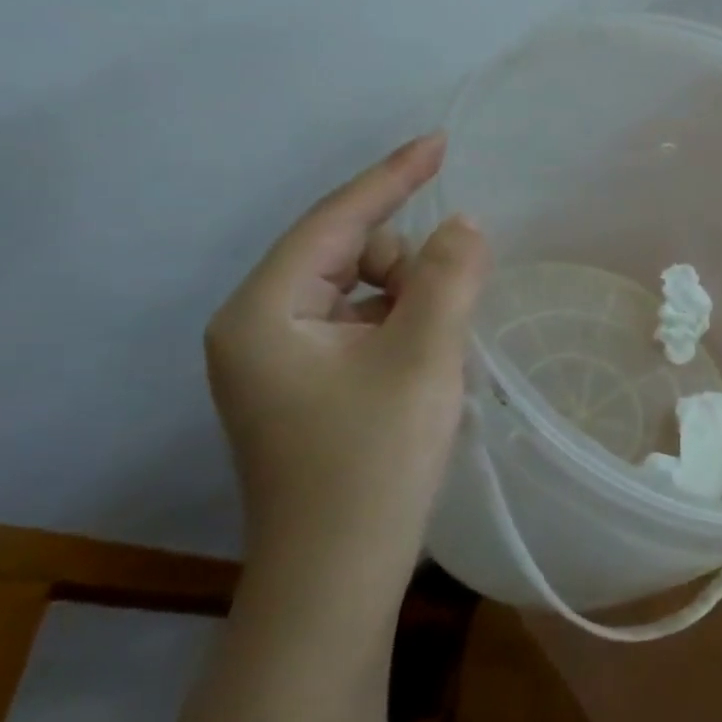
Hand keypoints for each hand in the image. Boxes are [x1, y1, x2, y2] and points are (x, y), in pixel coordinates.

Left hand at [204, 134, 487, 600]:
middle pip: (348, 256)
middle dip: (407, 267)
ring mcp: (277, 361)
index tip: (440, 141)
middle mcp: (257, 327)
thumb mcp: (424, 359)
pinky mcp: (302, 387)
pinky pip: (359, 326)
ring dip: (409, 303)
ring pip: (360, 293)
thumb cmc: (373, 464)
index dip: (392, 177)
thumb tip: (464, 225)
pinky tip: (423, 366)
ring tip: (437, 353)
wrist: (337, 579)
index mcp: (264, 312)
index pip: (336, 221)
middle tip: (448, 315)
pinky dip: (400, 328)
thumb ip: (448, 278)